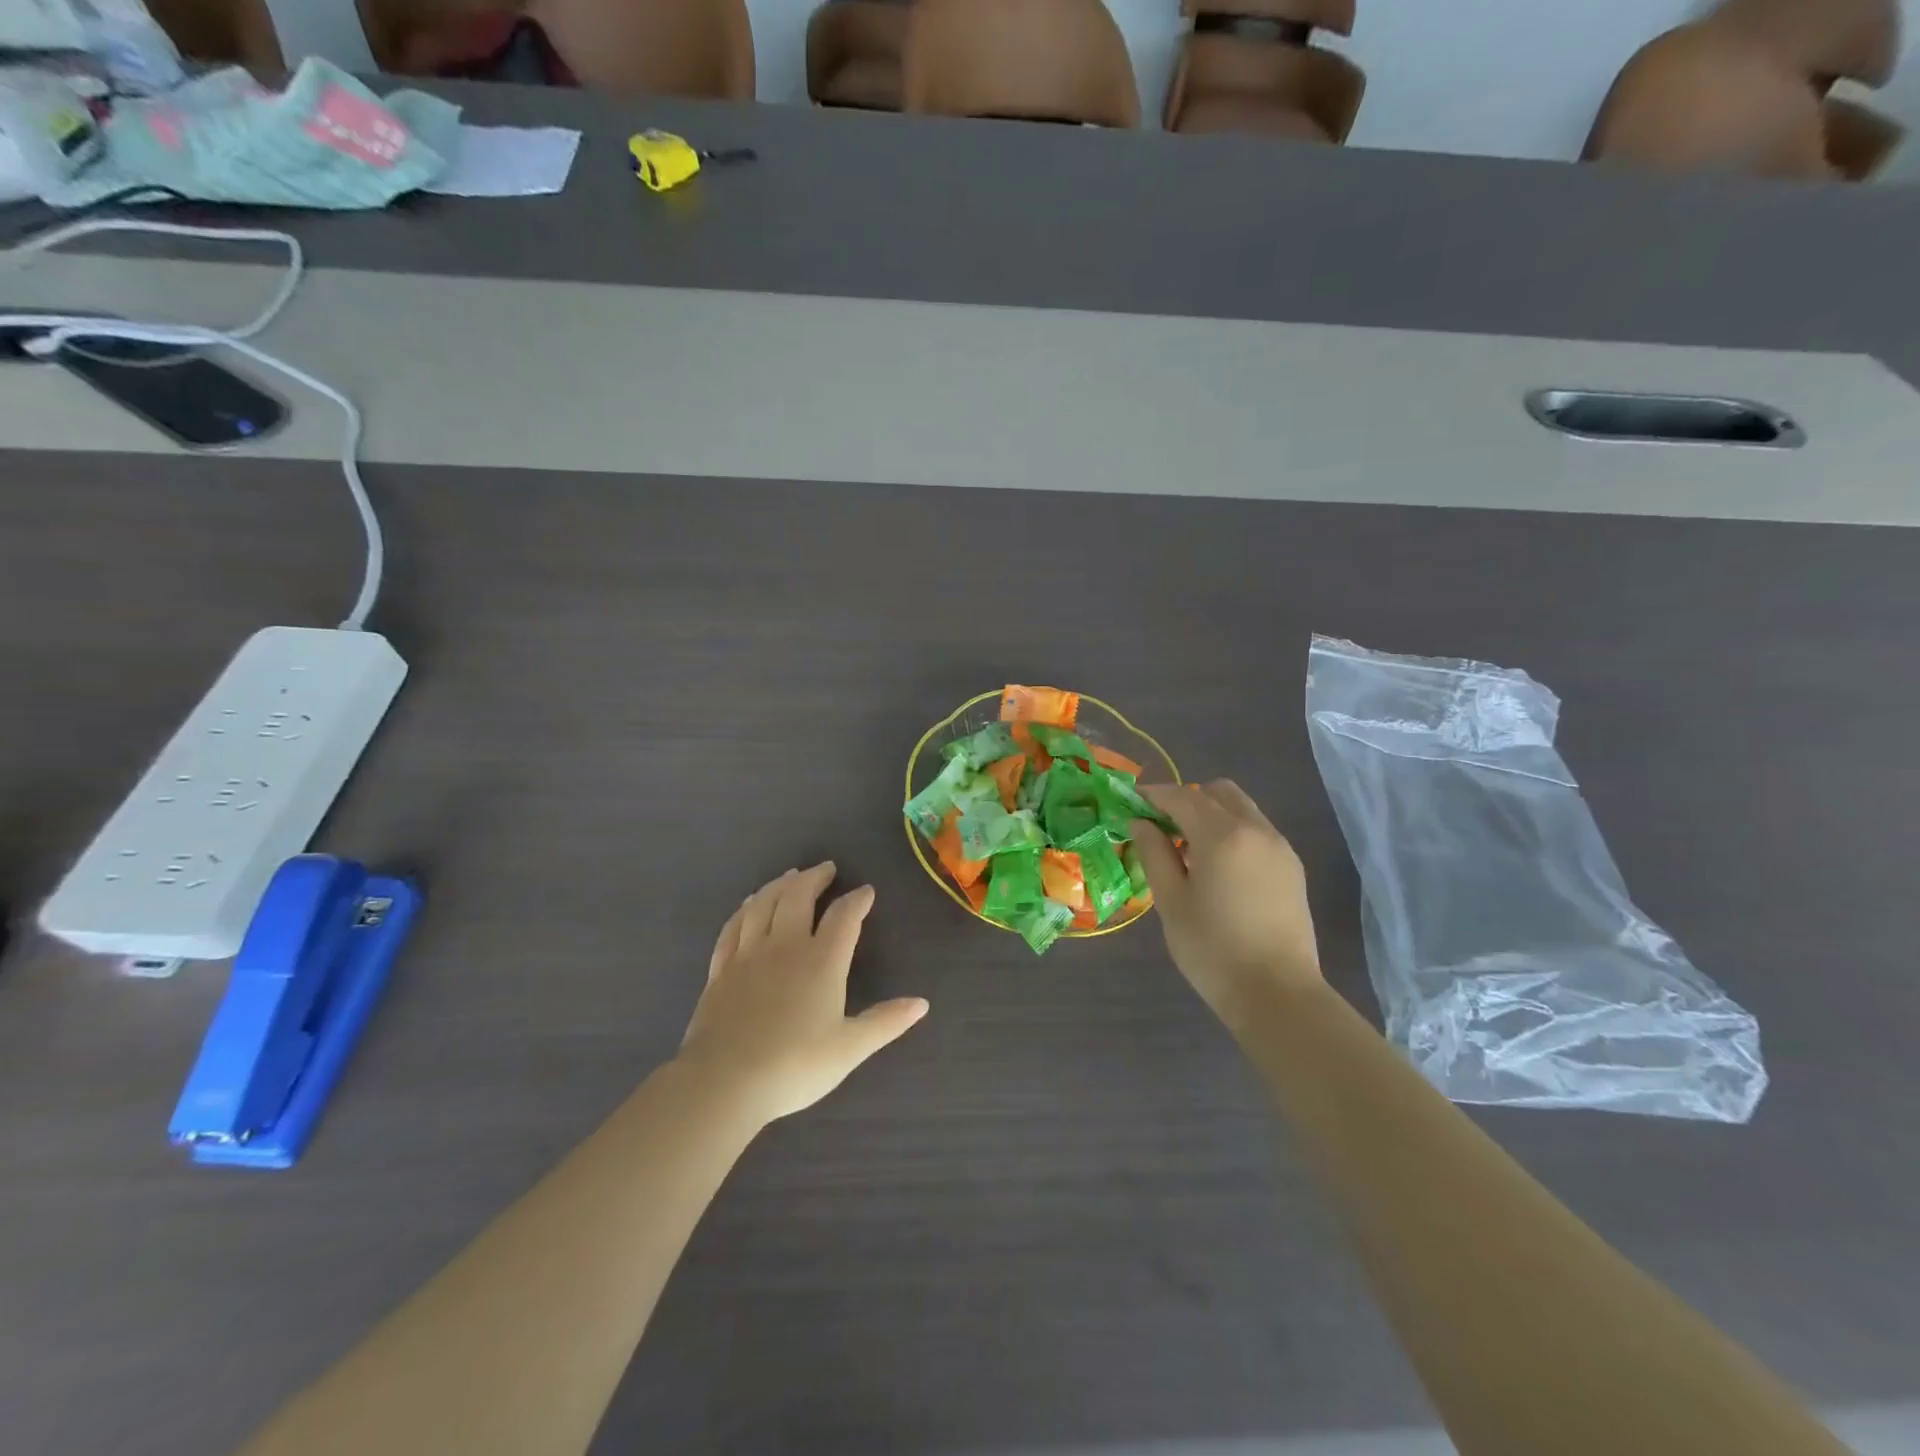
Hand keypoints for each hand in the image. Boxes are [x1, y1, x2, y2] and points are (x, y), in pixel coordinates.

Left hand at [678, 863, 928, 1124]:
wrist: (724, 1083)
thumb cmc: (794, 1066)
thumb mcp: (849, 1048)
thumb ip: (885, 1022)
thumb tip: (922, 1003)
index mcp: (821, 961)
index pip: (843, 916)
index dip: (857, 900)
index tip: (866, 892)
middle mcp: (784, 946)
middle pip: (798, 896)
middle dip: (814, 878)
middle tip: (826, 868)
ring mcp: (748, 955)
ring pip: (763, 904)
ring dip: (779, 885)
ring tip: (790, 876)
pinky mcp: (721, 969)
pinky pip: (733, 927)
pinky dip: (744, 909)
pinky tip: (748, 906)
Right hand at [1130, 781, 1322, 1023]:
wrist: (1277, 994)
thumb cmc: (1212, 950)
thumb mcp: (1171, 901)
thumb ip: (1154, 853)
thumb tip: (1141, 822)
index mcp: (1222, 835)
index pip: (1181, 797)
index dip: (1153, 795)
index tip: (1131, 802)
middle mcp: (1256, 830)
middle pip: (1217, 792)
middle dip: (1186, 799)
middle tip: (1162, 827)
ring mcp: (1279, 847)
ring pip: (1241, 808)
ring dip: (1212, 814)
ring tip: (1189, 850)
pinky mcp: (1292, 867)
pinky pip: (1257, 830)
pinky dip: (1233, 832)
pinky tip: (1218, 867)